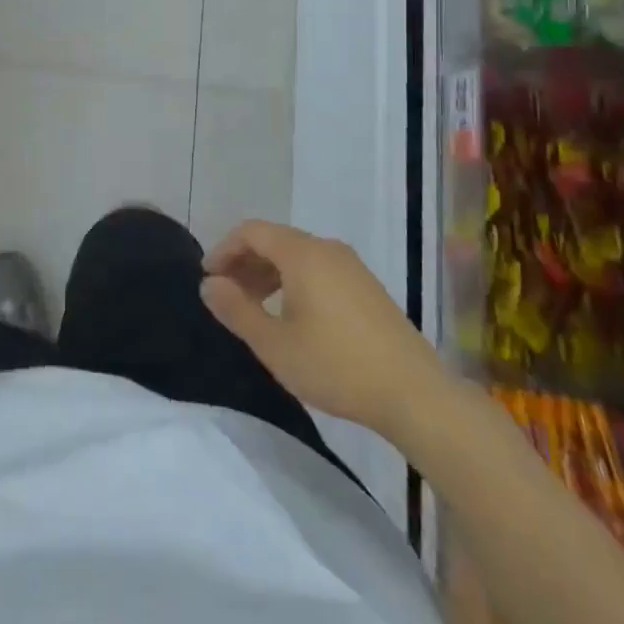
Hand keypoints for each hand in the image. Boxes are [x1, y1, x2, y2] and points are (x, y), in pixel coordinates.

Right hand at [200, 220, 448, 436]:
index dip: (224, 250)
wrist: (413, 392)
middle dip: (245, 262)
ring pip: (297, 255)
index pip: (252, 231)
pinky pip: (318, 269)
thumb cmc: (335, 365)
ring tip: (255, 309)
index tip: (209, 279)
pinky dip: (294, 281)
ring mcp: (351, 266)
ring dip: (268, 273)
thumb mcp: (274, 344)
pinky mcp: (367, 286)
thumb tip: (209, 284)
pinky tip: (292, 316)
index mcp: (302, 253)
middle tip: (227, 297)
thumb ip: (236, 309)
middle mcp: (327, 249)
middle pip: (275, 240)